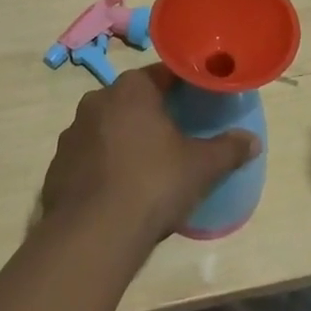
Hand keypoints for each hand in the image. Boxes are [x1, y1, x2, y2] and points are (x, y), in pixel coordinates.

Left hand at [40, 65, 260, 249]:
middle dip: (153, 114)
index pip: (164, 74)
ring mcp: (72, 132)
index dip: (184, 87)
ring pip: (108, 126)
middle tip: (176, 137)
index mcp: (132, 88)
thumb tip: (253, 141)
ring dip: (124, 139)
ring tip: (145, 168)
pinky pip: (88, 156)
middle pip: (134, 99)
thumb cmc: (152, 184)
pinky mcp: (57, 165)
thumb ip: (228, 149)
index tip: (198, 102)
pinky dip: (103, 165)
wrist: (91, 236)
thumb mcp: (200, 167)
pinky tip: (117, 190)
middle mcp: (97, 99)